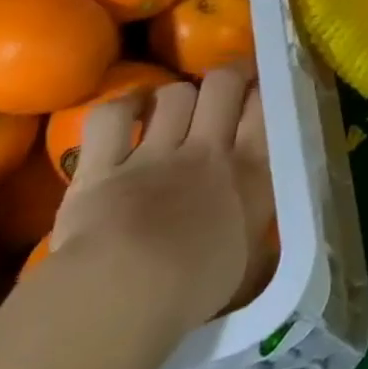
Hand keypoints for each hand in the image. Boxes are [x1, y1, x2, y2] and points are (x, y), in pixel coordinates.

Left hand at [50, 63, 271, 331]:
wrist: (125, 292)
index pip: (265, 107)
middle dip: (227, 76)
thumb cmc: (195, 289)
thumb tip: (265, 246)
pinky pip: (112, 115)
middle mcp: (208, 150)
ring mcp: (154, 154)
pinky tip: (129, 111)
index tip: (261, 93)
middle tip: (225, 85)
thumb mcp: (247, 267)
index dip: (263, 91)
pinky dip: (122, 107)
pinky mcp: (102, 166)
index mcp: (249, 171)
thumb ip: (256, 243)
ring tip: (173, 108)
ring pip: (174, 94)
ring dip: (176, 95)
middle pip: (223, 84)